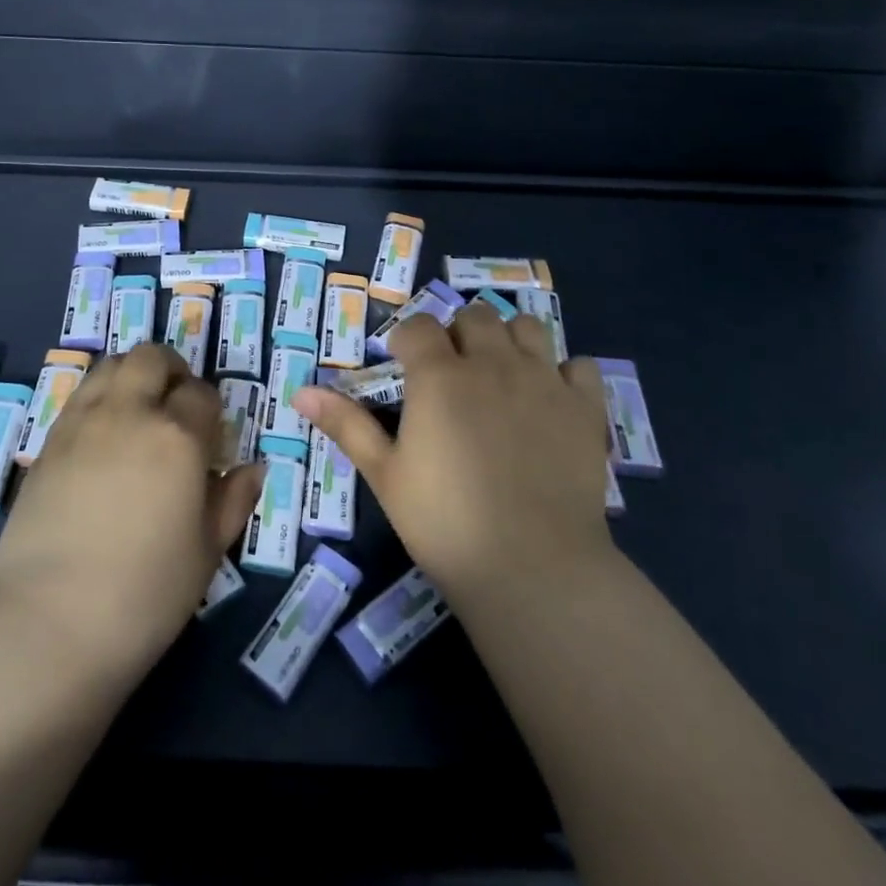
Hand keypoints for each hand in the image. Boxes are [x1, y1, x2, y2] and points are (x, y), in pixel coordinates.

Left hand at [0, 344, 262, 683]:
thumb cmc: (144, 594)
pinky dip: (100, 397)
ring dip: (133, 375)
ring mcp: (82, 422)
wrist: (49, 622)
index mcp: (177, 437)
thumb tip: (253, 469)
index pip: (201, 394)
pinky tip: (104, 436)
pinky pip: (80, 395)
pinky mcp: (48, 442)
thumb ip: (232, 501)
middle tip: (177, 406)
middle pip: (152, 358)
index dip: (210, 410)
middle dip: (172, 371)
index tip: (210, 438)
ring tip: (139, 411)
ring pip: (111, 365)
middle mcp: (129, 413)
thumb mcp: (206, 551)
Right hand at [292, 304, 612, 601]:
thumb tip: (299, 391)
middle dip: (457, 334)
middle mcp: (493, 363)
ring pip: (527, 327)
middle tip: (451, 374)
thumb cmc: (445, 522)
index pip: (418, 327)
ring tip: (500, 374)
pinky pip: (579, 364)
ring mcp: (544, 381)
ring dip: (509, 340)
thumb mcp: (385, 474)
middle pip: (474, 317)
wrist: (533, 568)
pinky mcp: (585, 407)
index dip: (406, 341)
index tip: (404, 367)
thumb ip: (346, 425)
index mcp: (440, 376)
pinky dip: (564, 371)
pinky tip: (551, 398)